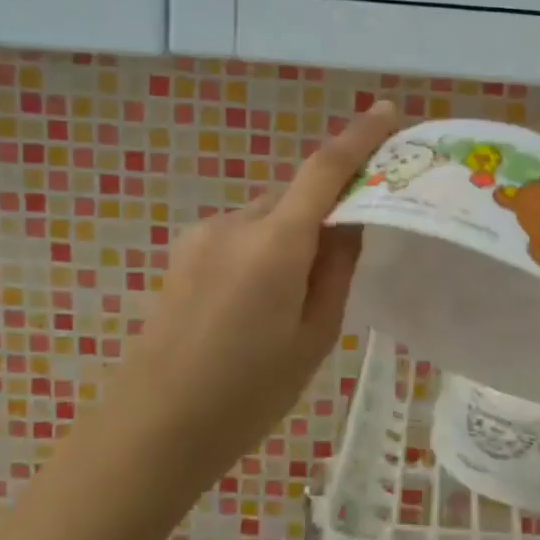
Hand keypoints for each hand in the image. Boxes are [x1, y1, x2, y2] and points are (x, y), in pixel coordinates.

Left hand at [106, 103, 398, 488]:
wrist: (153, 427)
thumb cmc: (248, 393)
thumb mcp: (315, 336)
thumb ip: (337, 269)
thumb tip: (351, 222)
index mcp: (275, 244)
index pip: (324, 170)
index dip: (358, 137)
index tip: (386, 112)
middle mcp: (235, 224)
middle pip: (296, 195)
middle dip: (328, 208)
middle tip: (352, 250)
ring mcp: (202, 235)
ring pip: (268, 217)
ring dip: (293, 234)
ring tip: (298, 297)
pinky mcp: (184, 253)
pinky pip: (242, 234)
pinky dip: (266, 248)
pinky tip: (260, 300)